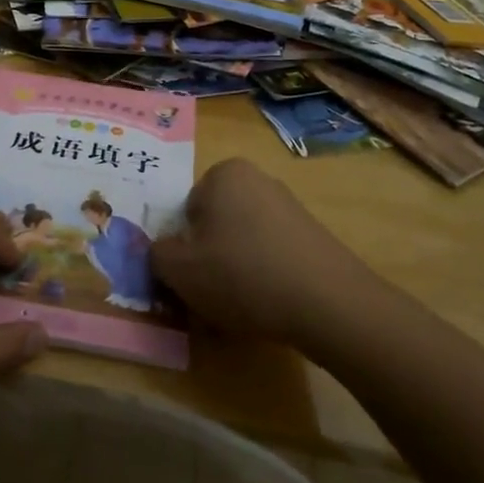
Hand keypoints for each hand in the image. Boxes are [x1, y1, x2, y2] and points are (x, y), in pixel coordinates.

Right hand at [151, 158, 370, 342]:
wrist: (326, 302)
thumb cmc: (241, 274)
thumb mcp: (179, 269)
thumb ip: (157, 255)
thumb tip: (161, 252)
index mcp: (223, 173)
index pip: (186, 210)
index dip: (183, 247)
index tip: (189, 278)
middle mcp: (258, 179)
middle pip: (216, 224)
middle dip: (209, 257)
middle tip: (208, 296)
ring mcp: (290, 206)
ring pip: (243, 242)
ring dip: (236, 271)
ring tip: (240, 309)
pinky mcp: (313, 236)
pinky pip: (272, 255)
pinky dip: (265, 278)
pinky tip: (269, 307)